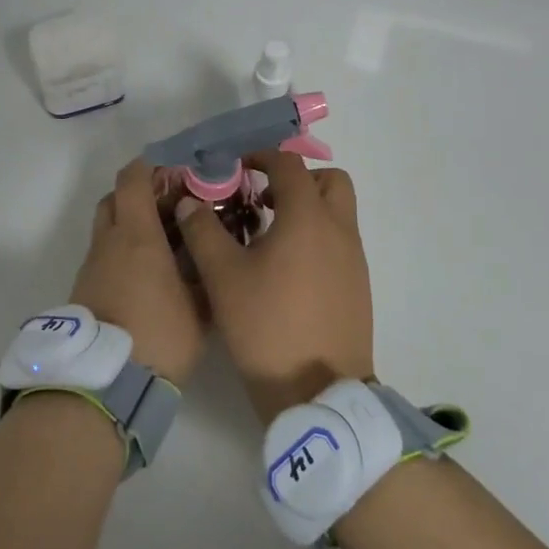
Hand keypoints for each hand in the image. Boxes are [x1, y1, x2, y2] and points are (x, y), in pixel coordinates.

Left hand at [70, 160, 207, 386]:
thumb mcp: (199, 306)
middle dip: (140, 194)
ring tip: (164, 242)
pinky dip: (123, 251)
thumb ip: (205, 270)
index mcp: (136, 235)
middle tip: (172, 207)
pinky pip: (104, 254)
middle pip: (115, 198)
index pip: (133, 179)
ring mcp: (92, 265)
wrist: (105, 381)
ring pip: (107, 227)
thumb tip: (208, 248)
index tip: (177, 171)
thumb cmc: (159, 336)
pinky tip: (148, 272)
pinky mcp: (85, 288)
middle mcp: (109, 242)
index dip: (152, 166)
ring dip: (130, 224)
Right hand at [175, 151, 373, 422]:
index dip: (261, 156)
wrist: (318, 392)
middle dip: (296, 179)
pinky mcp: (358, 285)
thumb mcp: (223, 276)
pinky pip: (339, 241)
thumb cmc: (267, 326)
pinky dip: (316, 237)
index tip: (235, 167)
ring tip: (268, 234)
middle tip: (262, 198)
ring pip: (337, 212)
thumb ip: (203, 231)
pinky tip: (285, 269)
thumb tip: (189, 203)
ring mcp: (354, 259)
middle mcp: (339, 229)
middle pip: (329, 180)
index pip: (289, 163)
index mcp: (308, 217)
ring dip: (307, 208)